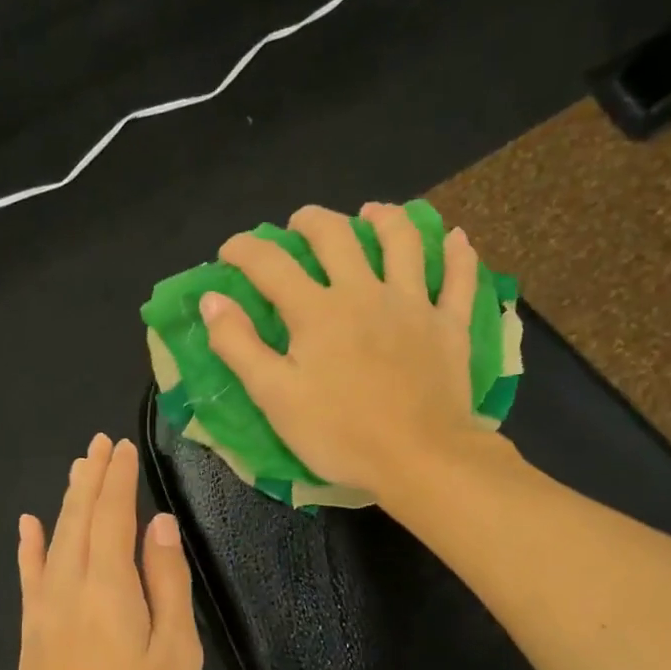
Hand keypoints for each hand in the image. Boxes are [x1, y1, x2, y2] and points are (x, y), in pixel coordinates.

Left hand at [16, 434, 202, 669]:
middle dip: (91, 480)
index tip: (122, 446)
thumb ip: (166, 585)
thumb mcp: (175, 657)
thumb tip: (158, 525)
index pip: (112, 518)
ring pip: (53, 544)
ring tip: (75, 470)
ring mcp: (42, 619)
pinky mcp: (30, 645)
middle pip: (78, 522)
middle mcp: (68, 593)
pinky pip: (28, 581)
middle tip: (98, 444)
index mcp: (109, 591)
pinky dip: (29, 549)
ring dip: (65, 504)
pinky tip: (27, 528)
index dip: (118, 480)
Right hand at [199, 203, 491, 500]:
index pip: (271, 265)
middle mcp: (364, 292)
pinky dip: (458, 255)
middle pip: (336, 237)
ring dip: (385, 219)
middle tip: (299, 223)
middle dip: (311, 222)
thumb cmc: (339, 434)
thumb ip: (239, 346)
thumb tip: (211, 299)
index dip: (245, 250)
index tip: (229, 251)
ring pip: (402, 242)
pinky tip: (455, 239)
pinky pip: (459, 279)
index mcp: (317, 312)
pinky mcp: (449, 326)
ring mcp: (413, 305)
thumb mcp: (274, 397)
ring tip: (372, 212)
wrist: (419, 457)